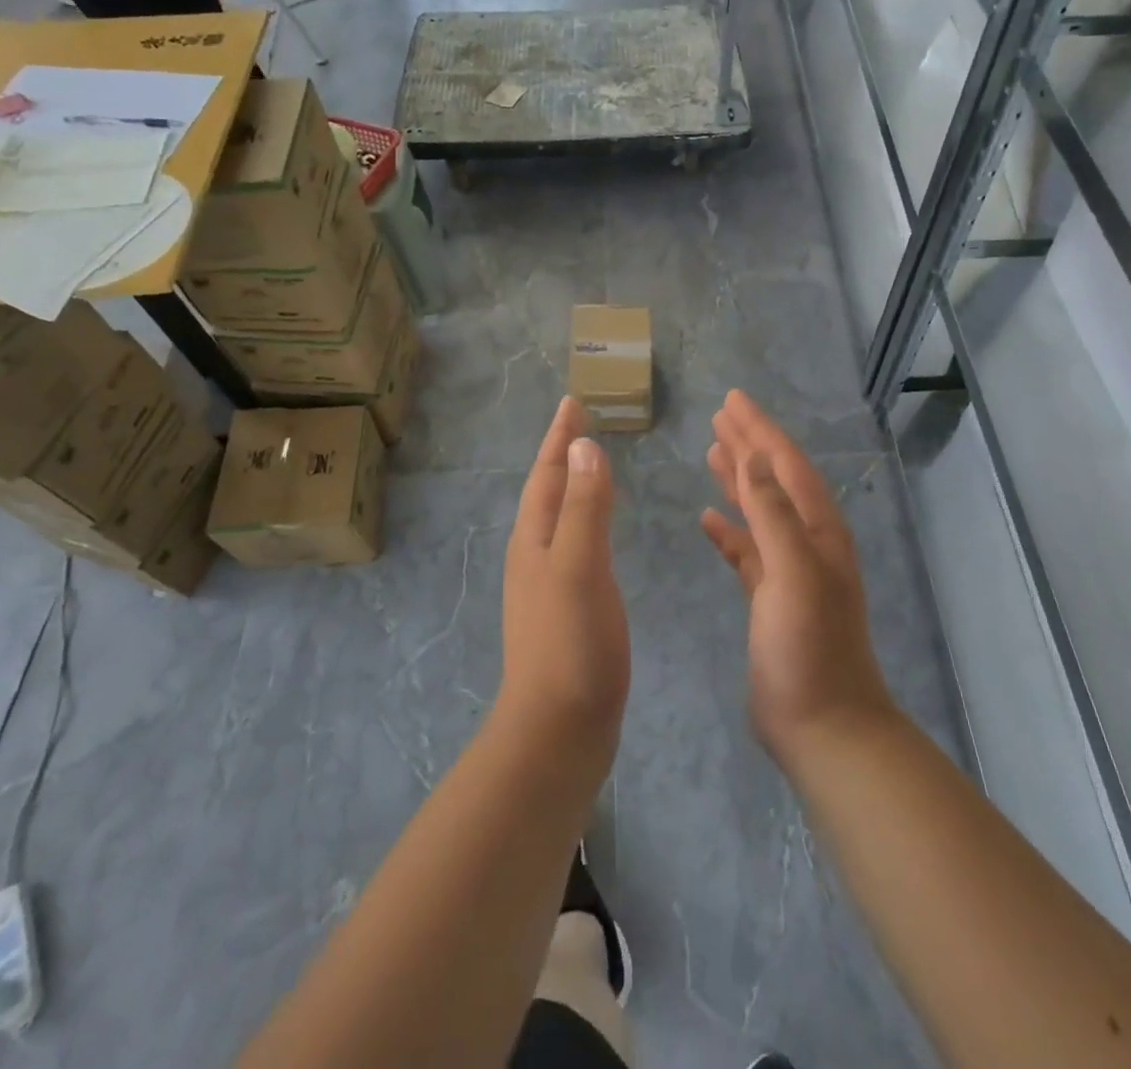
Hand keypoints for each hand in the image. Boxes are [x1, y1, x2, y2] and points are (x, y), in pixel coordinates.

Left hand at [499, 398, 630, 751]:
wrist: (559, 728)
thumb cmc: (570, 643)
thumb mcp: (578, 567)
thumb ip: (584, 507)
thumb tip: (584, 446)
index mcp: (535, 540)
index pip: (547, 474)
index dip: (560, 438)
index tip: (572, 403)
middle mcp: (535, 555)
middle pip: (547, 492)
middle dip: (562, 455)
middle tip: (581, 425)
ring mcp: (547, 584)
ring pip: (558, 518)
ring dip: (571, 486)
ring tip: (588, 466)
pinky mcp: (565, 609)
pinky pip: (574, 545)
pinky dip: (585, 521)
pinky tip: (596, 533)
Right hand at [701, 390, 895, 763]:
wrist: (823, 726)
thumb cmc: (809, 647)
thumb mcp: (794, 573)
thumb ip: (773, 514)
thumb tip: (754, 458)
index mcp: (818, 530)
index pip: (786, 464)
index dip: (760, 430)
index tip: (733, 399)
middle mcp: (807, 542)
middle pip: (774, 479)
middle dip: (749, 444)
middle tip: (720, 415)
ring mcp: (789, 571)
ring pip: (760, 510)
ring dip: (738, 479)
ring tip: (712, 451)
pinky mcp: (770, 598)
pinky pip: (747, 549)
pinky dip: (729, 529)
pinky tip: (708, 518)